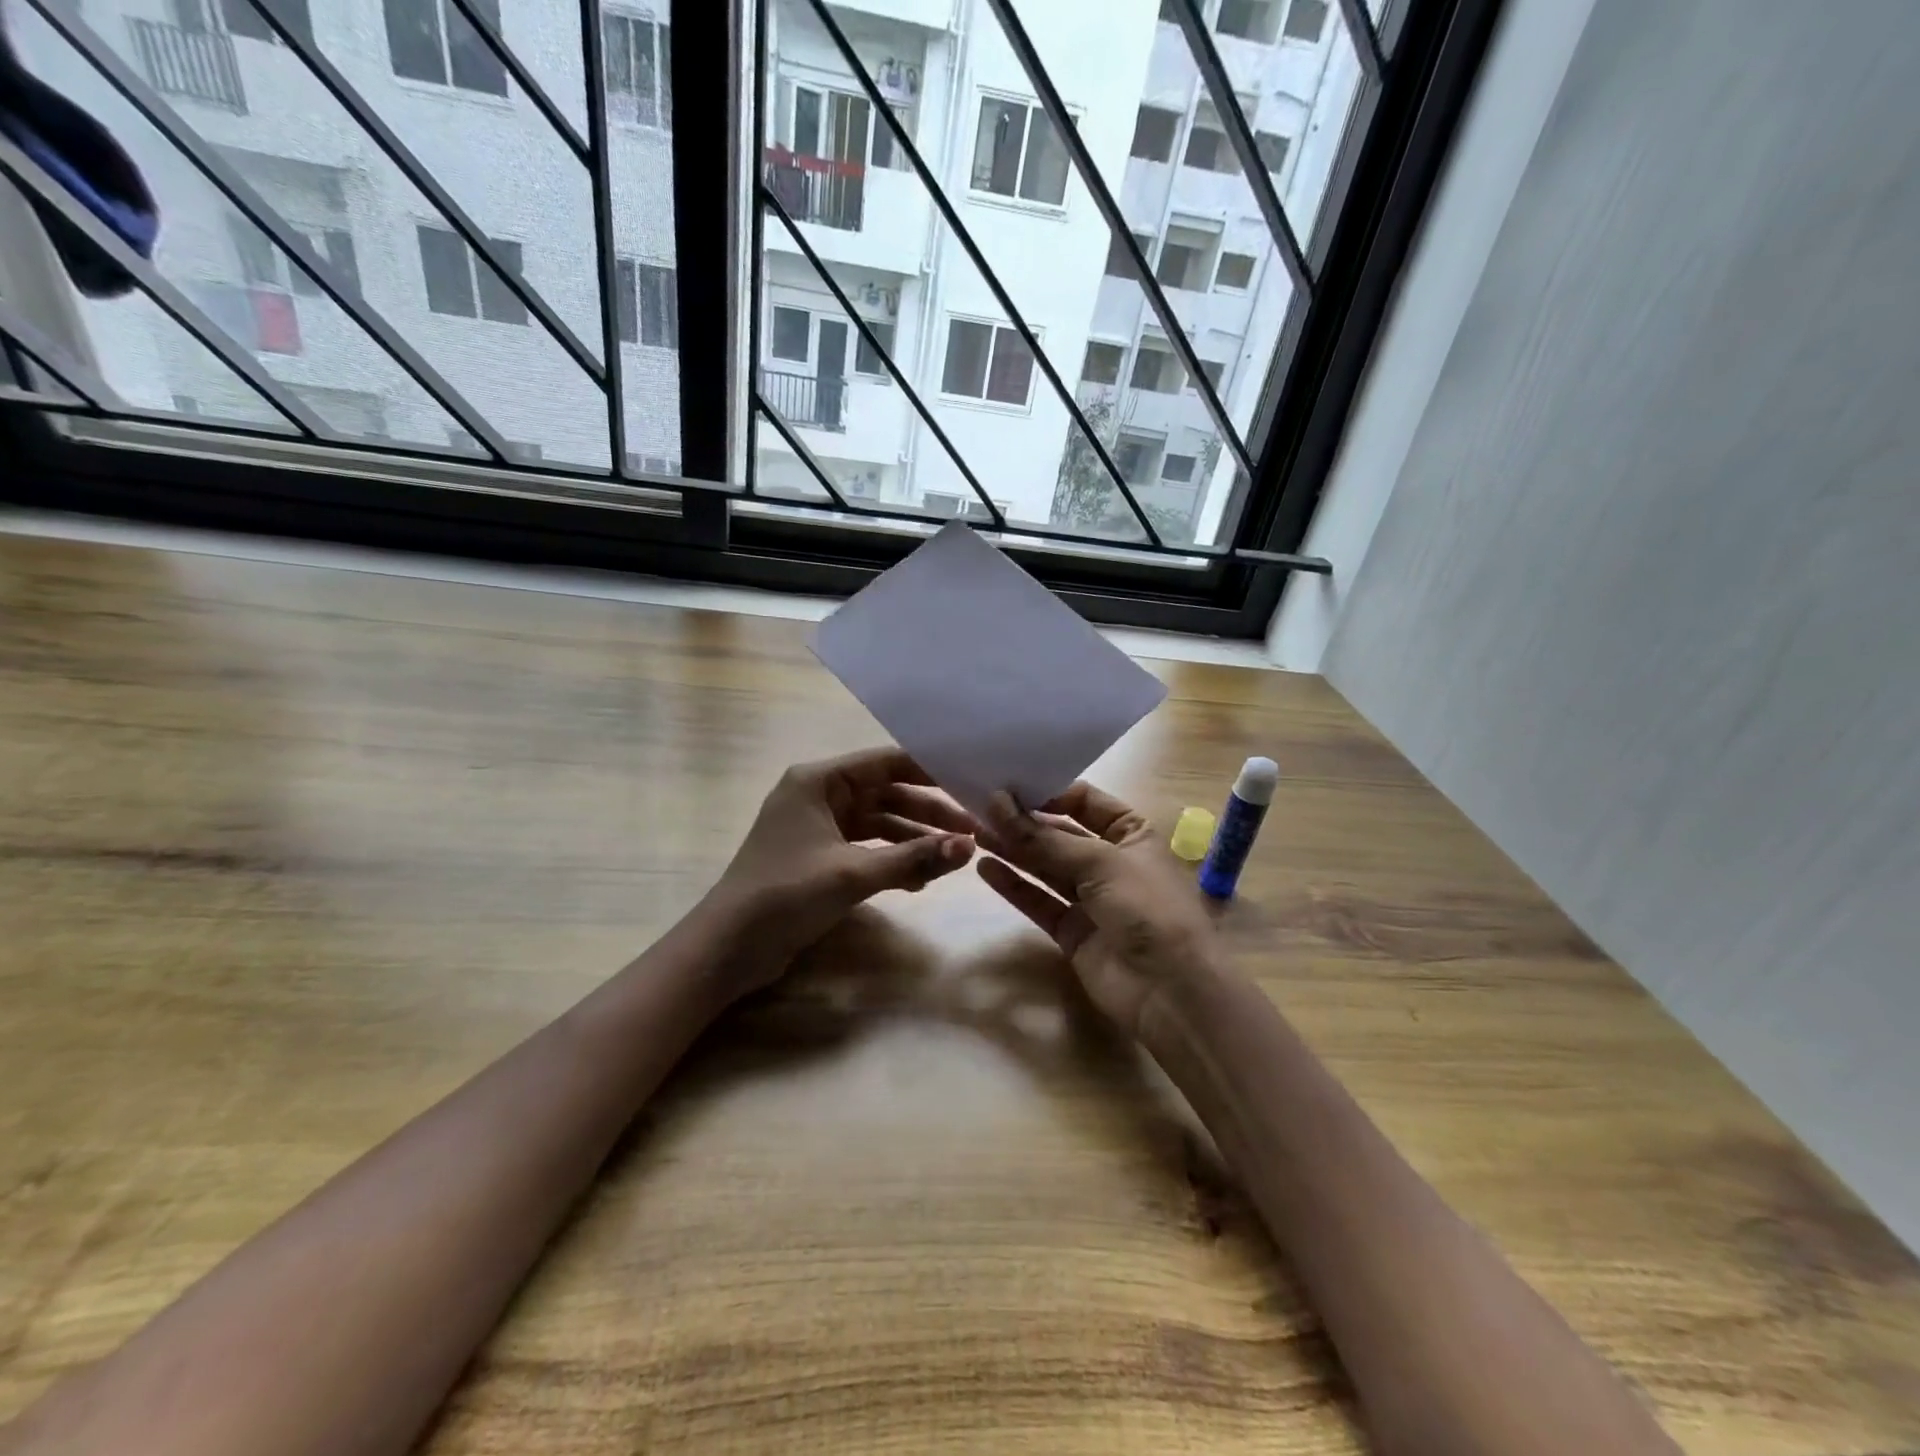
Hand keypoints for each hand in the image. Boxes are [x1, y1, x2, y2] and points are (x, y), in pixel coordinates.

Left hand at [708, 747, 976, 985]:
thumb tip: (969, 847)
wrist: (728, 947)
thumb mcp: (853, 874)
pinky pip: (868, 849)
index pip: (886, 762)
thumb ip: (913, 858)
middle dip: (928, 813)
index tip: (971, 782)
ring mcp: (820, 828)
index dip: (930, 770)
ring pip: (880, 824)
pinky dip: (893, 860)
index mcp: (819, 780)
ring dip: (914, 840)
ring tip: (955, 857)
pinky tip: (921, 880)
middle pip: (887, 794)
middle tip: (973, 830)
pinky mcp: (821, 858)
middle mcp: (820, 795)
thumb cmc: (785, 894)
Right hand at [976, 783, 1222, 1040]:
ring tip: (975, 832)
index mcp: (1132, 832)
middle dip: (1022, 821)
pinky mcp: (1071, 930)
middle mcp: (1109, 860)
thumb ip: (1044, 837)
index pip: (1083, 801)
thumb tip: (996, 802)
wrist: (1172, 993)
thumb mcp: (1100, 863)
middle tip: (978, 807)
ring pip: (1045, 866)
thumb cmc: (1148, 909)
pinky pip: (1039, 901)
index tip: (1005, 784)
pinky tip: (986, 868)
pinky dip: (1014, 886)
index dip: (1047, 792)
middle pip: (1059, 833)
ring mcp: (1090, 897)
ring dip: (1013, 849)